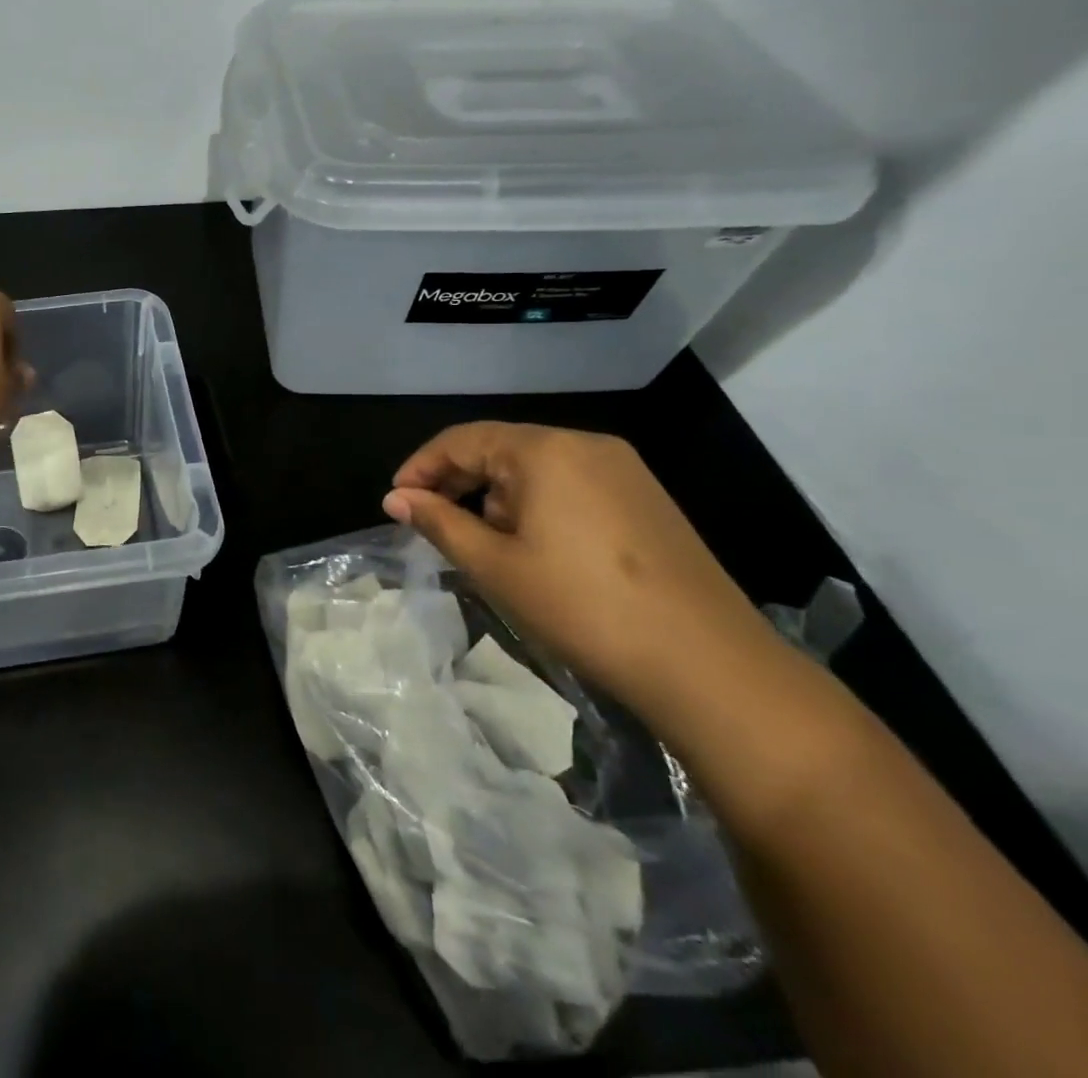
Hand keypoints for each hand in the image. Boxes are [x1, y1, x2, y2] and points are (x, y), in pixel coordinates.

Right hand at [383, 422, 777, 723]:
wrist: (708, 664)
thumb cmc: (582, 607)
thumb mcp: (495, 565)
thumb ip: (438, 522)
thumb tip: (395, 498)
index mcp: (544, 450)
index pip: (462, 440)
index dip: (421, 466)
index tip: (395, 500)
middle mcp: (585, 444)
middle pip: (500, 448)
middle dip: (458, 481)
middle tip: (430, 521)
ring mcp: (623, 469)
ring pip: (536, 467)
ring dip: (497, 495)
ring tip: (483, 543)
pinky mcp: (646, 498)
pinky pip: (571, 484)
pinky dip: (537, 504)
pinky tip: (535, 547)